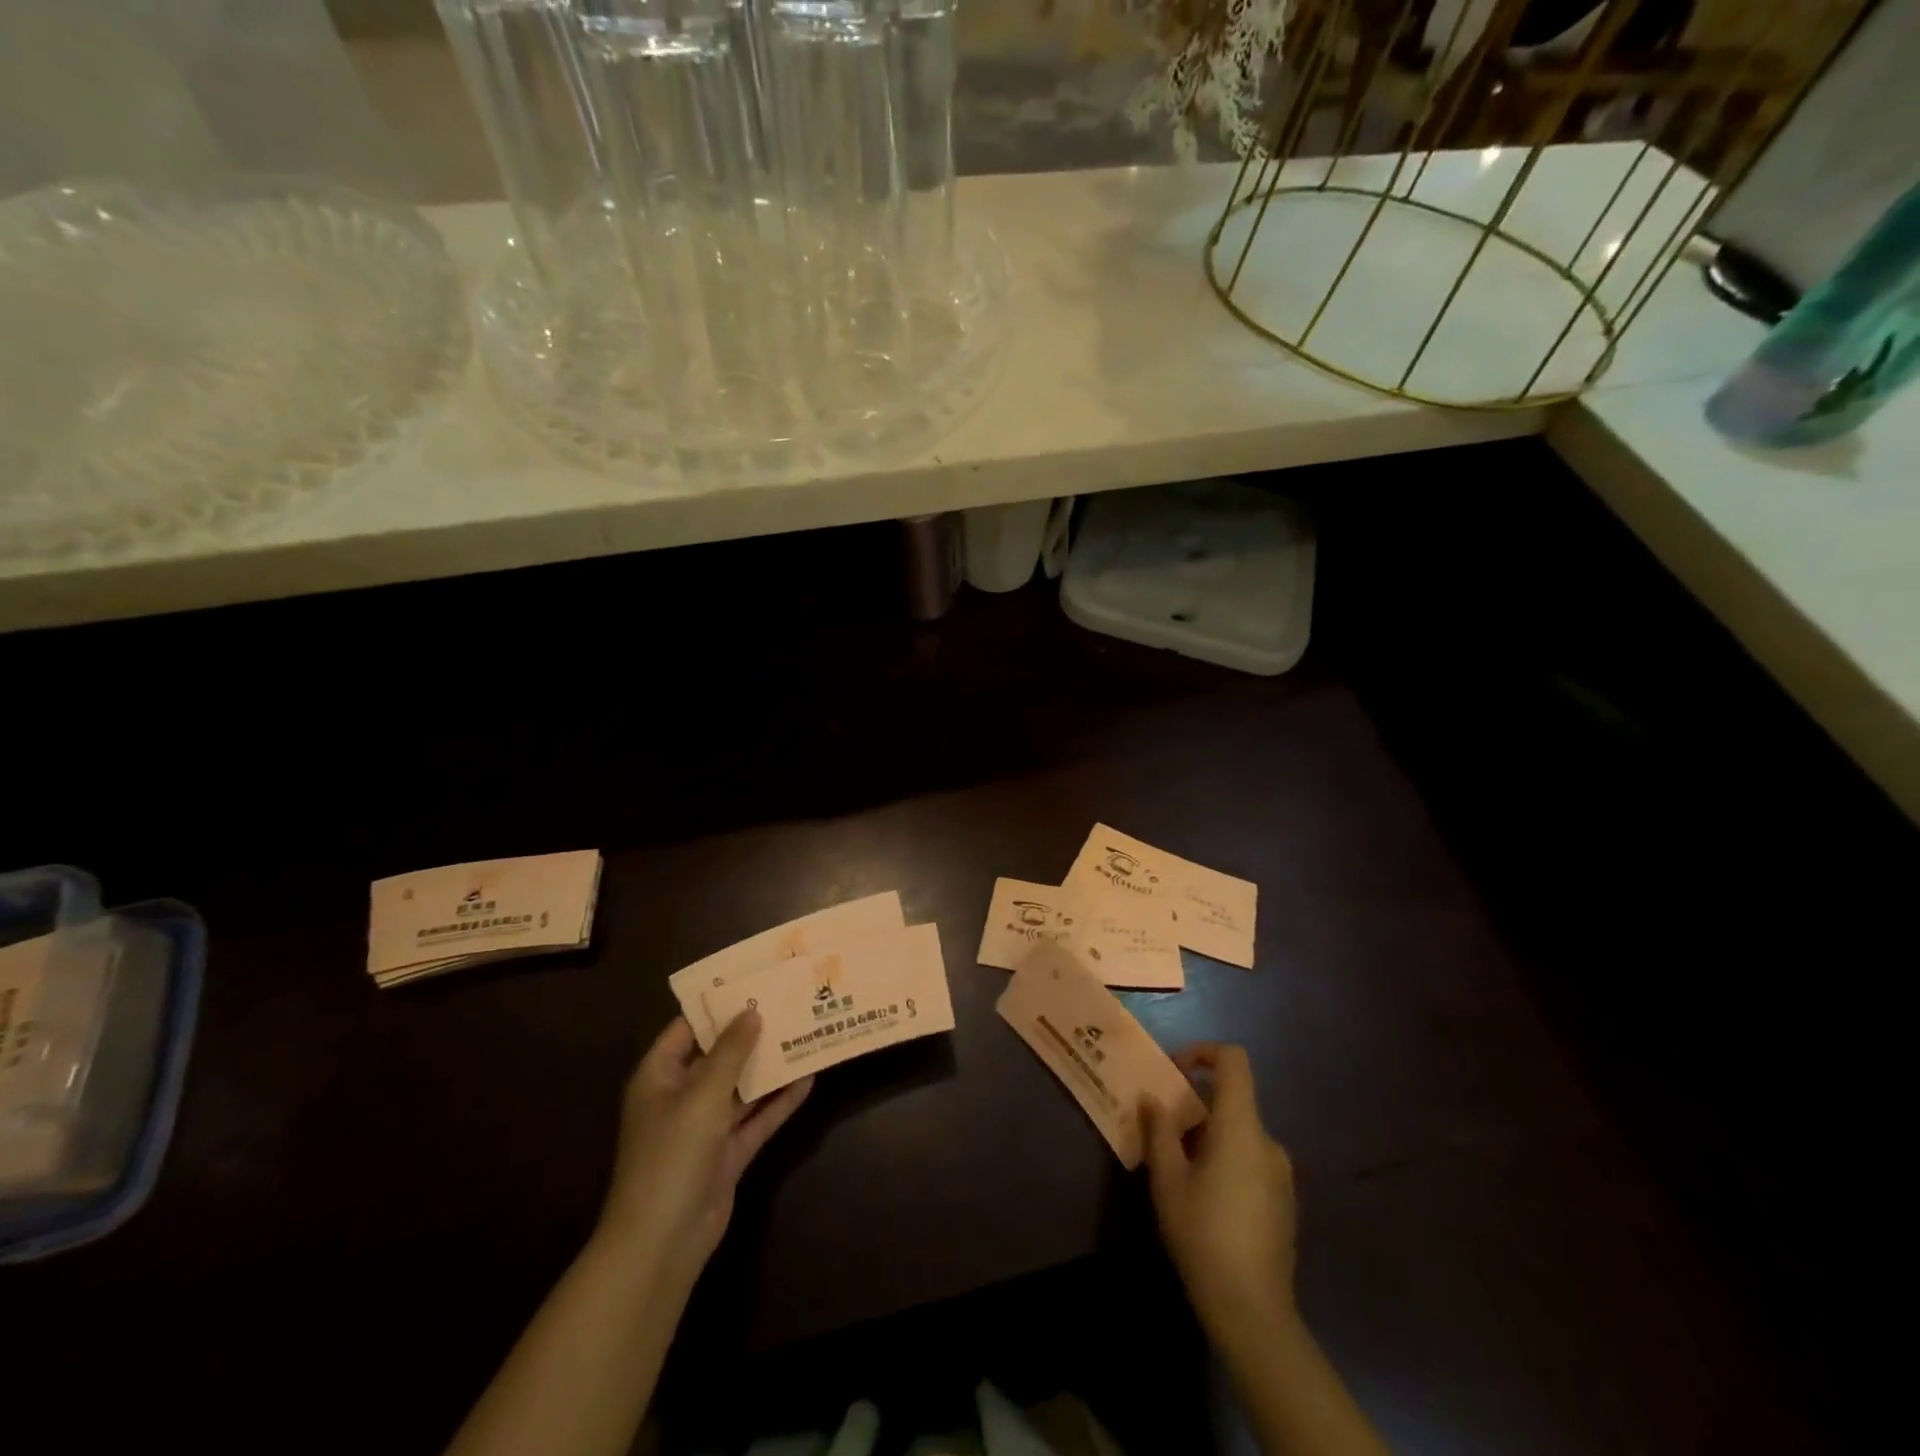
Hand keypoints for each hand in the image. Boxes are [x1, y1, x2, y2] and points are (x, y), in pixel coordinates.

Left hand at [596, 1012, 811, 1290]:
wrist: (662, 1241)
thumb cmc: (672, 1154)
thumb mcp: (702, 1093)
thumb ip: (730, 1051)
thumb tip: (751, 1012)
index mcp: (660, 1076)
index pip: (688, 1028)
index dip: (718, 1006)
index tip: (754, 982)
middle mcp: (681, 1096)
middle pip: (719, 1055)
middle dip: (751, 1033)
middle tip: (788, 1003)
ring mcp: (705, 1127)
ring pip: (741, 1086)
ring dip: (769, 1066)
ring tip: (804, 1033)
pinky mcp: (727, 1153)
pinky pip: (756, 1118)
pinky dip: (779, 1101)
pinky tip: (808, 1079)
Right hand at [1142, 1043, 1297, 1343]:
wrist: (1253, 1311)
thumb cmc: (1203, 1234)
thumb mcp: (1168, 1180)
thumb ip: (1159, 1131)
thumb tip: (1152, 1098)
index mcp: (1241, 1127)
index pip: (1234, 1060)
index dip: (1203, 1052)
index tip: (1174, 1072)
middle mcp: (1268, 1141)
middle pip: (1233, 1099)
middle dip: (1195, 1105)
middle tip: (1163, 1129)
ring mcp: (1281, 1173)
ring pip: (1240, 1132)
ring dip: (1209, 1135)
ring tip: (1179, 1167)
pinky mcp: (1285, 1200)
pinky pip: (1252, 1159)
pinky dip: (1227, 1158)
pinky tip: (1205, 1197)